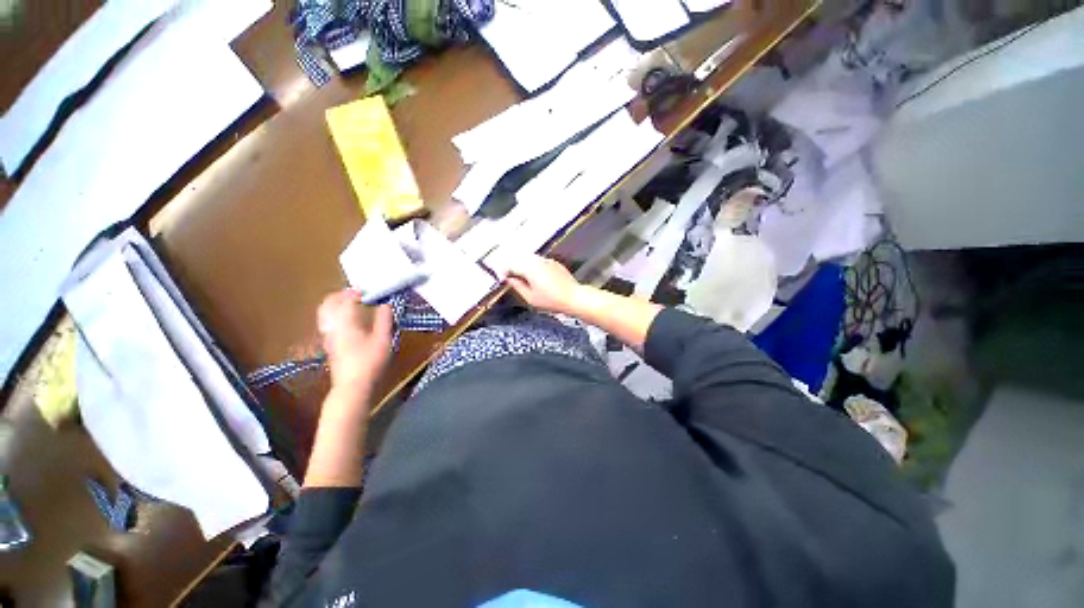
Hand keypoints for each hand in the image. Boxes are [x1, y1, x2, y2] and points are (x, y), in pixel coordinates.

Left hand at [317, 290, 392, 390]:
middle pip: (328, 304)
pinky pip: (327, 322)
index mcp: (346, 321)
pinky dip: (334, 314)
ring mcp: (328, 336)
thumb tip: (386, 304)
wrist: (352, 386)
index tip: (366, 289)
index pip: (346, 299)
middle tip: (354, 292)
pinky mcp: (329, 345)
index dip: (355, 292)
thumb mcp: (383, 339)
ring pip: (325, 313)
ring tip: (349, 303)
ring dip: (335, 304)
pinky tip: (346, 320)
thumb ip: (385, 319)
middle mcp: (333, 326)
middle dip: (340, 295)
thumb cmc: (370, 361)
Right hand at [504, 254, 582, 314]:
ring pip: (529, 258)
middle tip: (509, 277)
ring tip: (522, 278)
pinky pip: (539, 261)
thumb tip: (509, 280)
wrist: (573, 297)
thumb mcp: (530, 297)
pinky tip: (535, 277)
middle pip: (519, 258)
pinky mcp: (554, 263)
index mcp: (530, 268)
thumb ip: (517, 286)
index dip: (504, 271)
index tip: (502, 278)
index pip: (511, 265)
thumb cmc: (553, 300)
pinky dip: (533, 266)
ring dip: (523, 265)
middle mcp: (538, 261)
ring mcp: (547, 261)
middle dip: (512, 266)